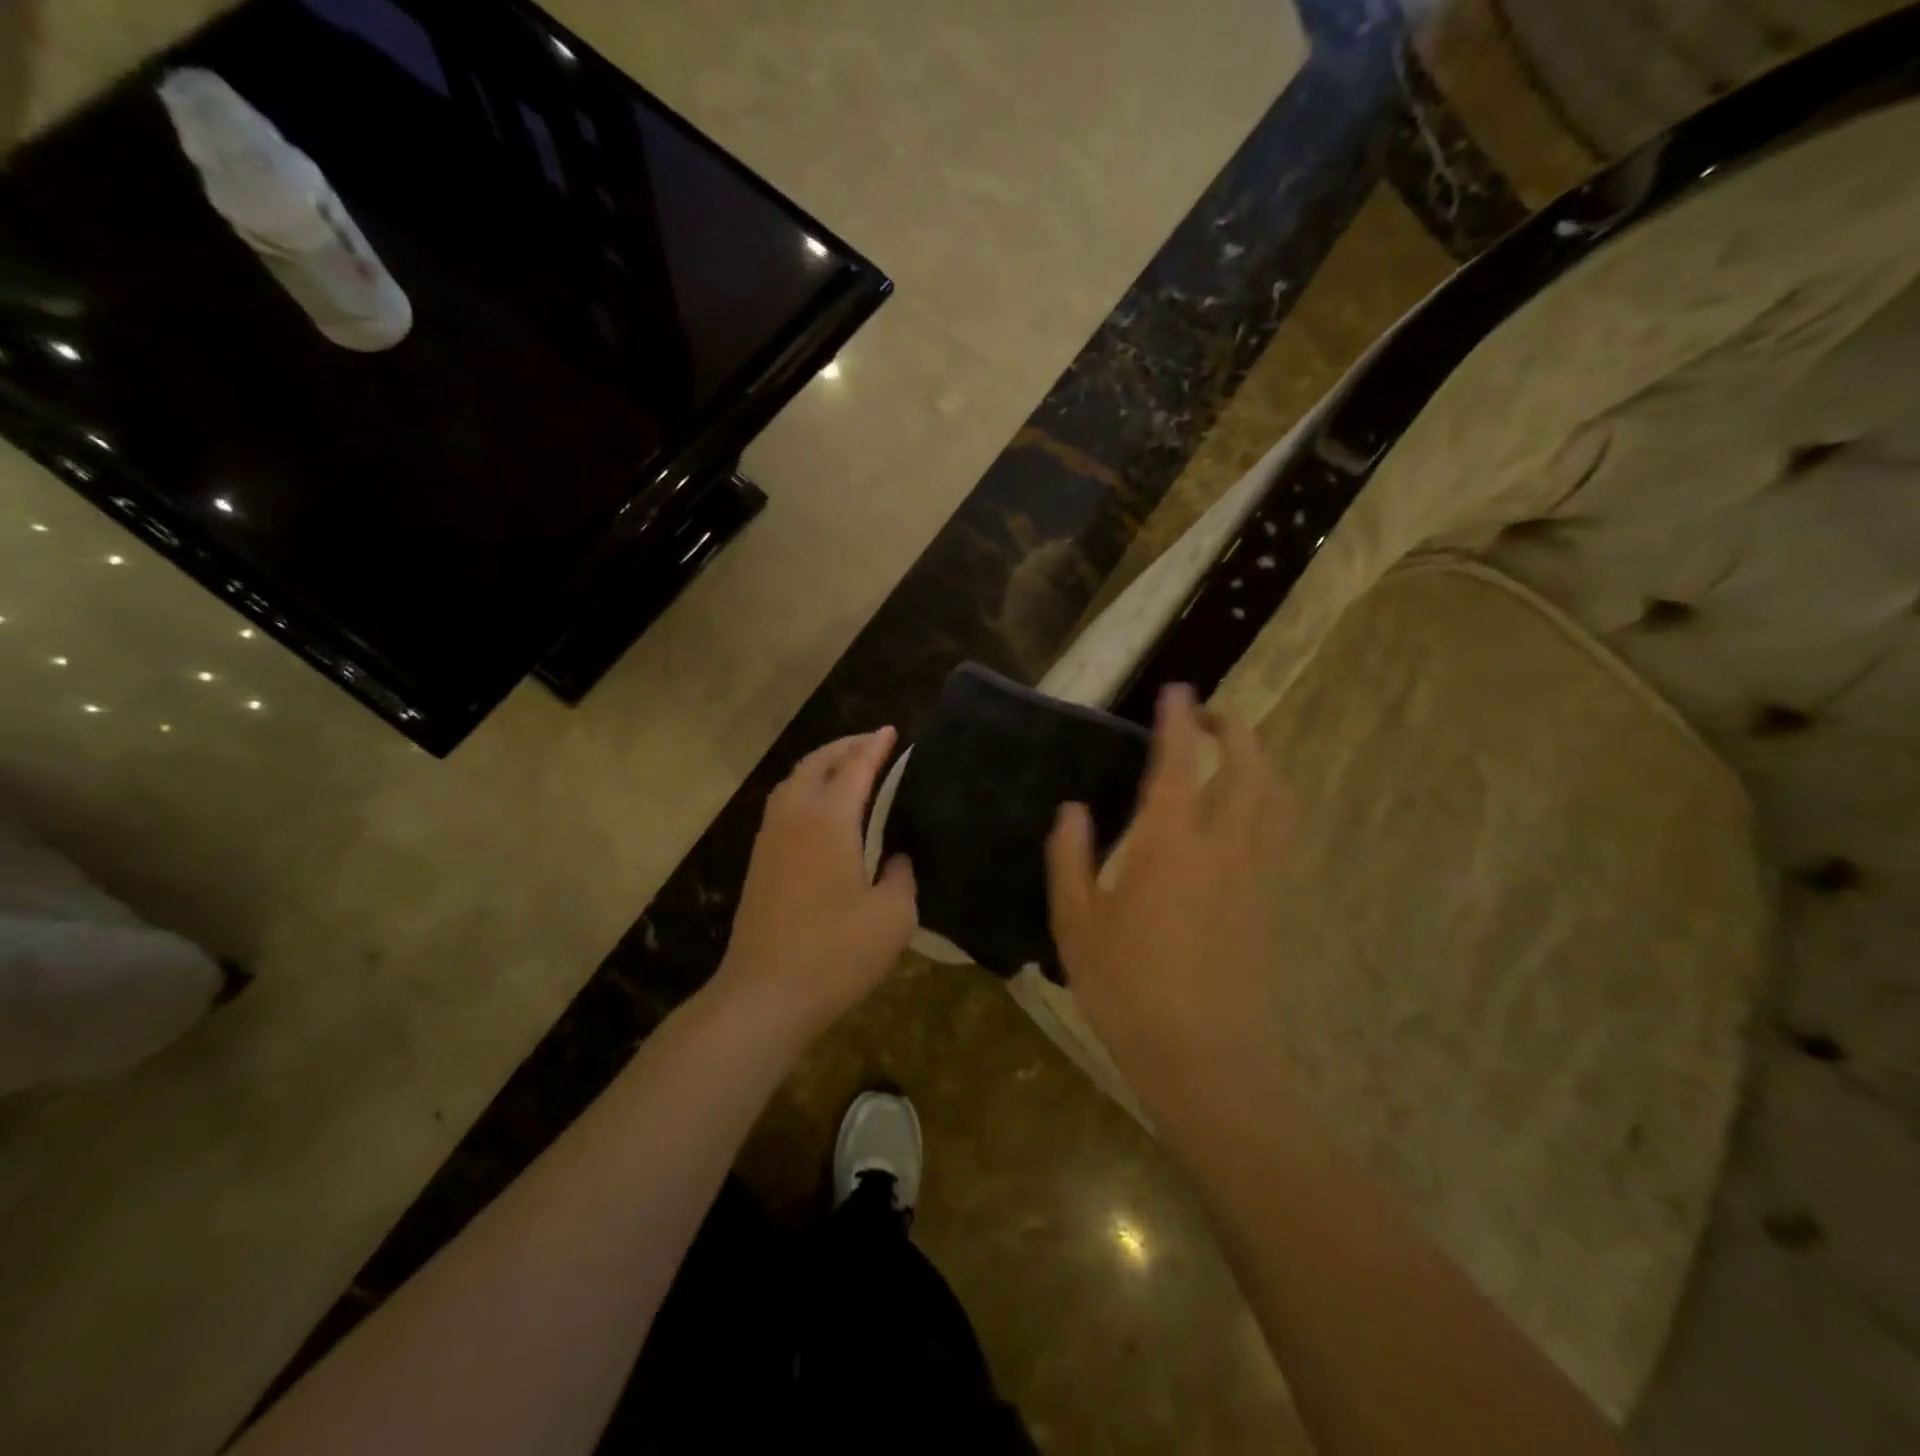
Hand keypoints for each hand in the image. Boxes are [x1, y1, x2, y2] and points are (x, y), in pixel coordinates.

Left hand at [715, 727, 917, 1042]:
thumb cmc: (837, 953)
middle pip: (816, 765)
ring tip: (844, 768)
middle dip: (844, 747)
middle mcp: (794, 819)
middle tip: (871, 743)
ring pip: (792, 783)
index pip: (855, 768)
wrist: (765, 994)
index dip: (875, 747)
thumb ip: (901, 877)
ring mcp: (769, 840)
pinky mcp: (758, 864)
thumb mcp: (893, 916)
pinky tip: (818, 811)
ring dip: (819, 766)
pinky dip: (804, 790)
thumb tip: (896, 860)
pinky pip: (781, 807)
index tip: (891, 731)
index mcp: (829, 821)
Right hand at [1046, 684, 1286, 1098]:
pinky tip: (1248, 810)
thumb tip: (1073, 809)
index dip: (1178, 721)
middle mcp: (1222, 845)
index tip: (1175, 691)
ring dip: (1258, 760)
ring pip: (1275, 795)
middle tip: (1204, 716)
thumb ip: (1071, 858)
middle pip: (1247, 766)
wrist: (1202, 1055)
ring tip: (1231, 753)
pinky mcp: (1270, 898)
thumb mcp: (1077, 923)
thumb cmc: (1127, 988)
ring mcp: (1255, 871)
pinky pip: (1280, 829)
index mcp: (1169, 844)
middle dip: (1232, 729)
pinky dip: (1269, 799)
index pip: (1179, 763)